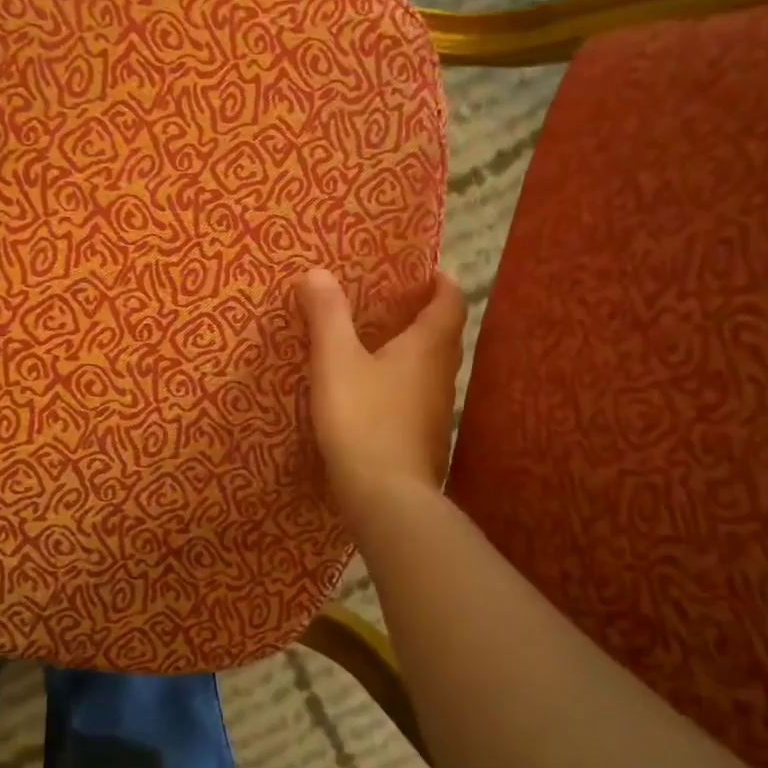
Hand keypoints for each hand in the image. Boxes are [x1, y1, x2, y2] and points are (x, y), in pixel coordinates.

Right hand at [295, 266, 466, 529]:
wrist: (386, 499)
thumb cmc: (363, 420)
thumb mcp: (336, 362)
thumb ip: (327, 315)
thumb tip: (317, 271)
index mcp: (428, 347)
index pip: (450, 301)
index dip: (441, 280)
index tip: (424, 268)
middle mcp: (442, 375)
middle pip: (444, 334)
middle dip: (424, 313)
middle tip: (392, 301)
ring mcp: (437, 411)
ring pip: (432, 368)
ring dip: (413, 351)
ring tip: (378, 342)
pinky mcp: (425, 440)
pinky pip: (418, 397)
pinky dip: (403, 384)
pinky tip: (374, 393)